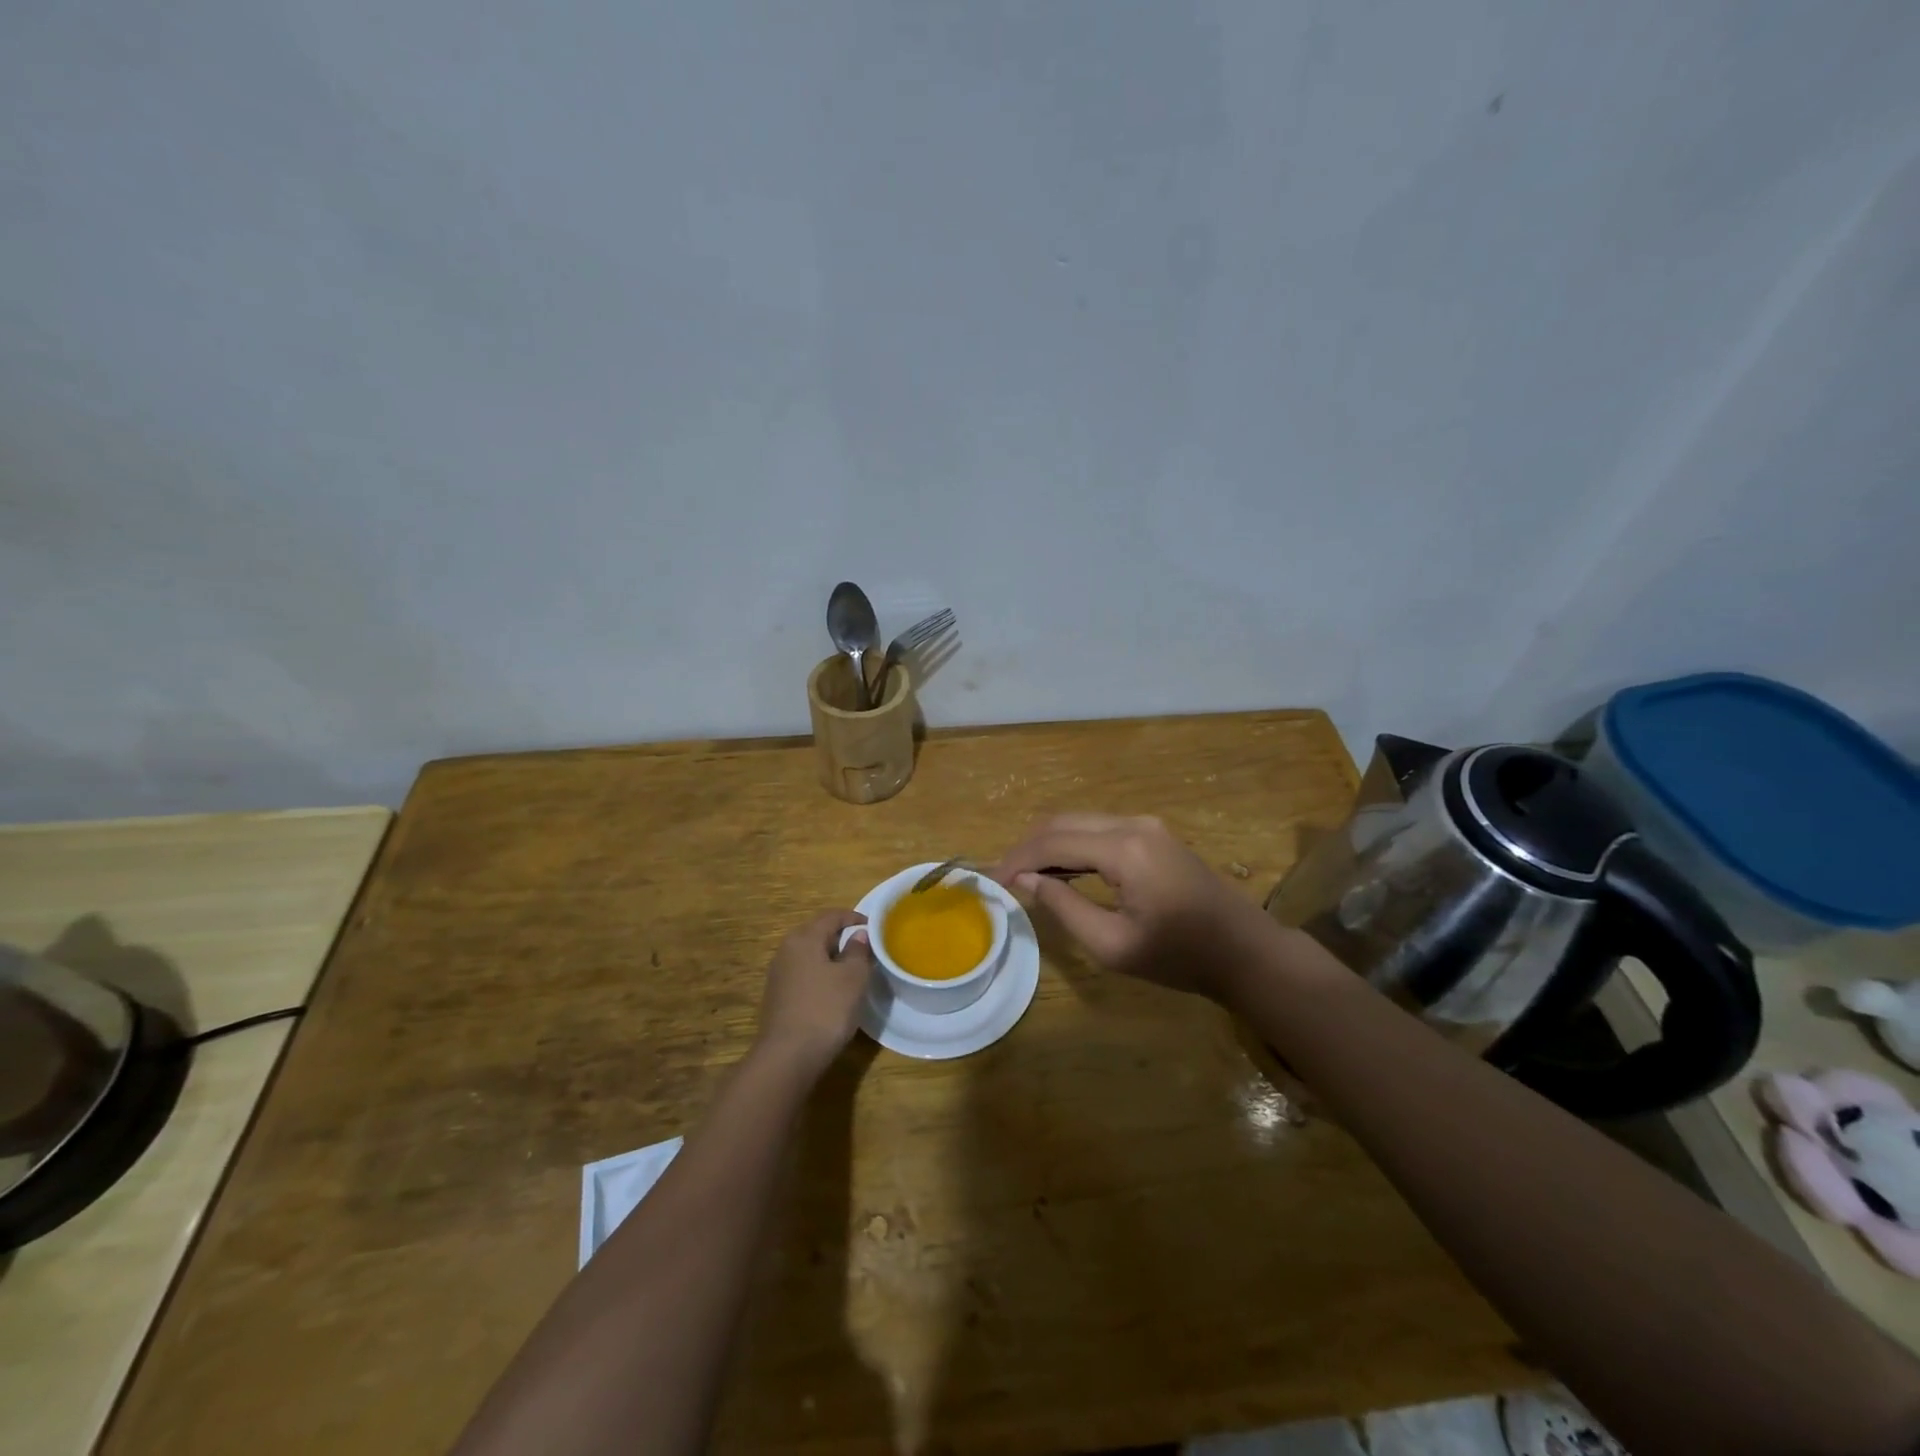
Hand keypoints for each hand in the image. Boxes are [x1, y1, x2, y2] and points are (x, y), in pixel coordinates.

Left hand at [753, 910, 874, 1077]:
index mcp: (804, 939)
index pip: (831, 916)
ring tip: (851, 970)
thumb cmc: (826, 1009)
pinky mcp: (777, 997)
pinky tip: (832, 992)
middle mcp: (786, 950)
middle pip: (816, 933)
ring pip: (808, 955)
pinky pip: (802, 974)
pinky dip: (819, 974)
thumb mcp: (853, 978)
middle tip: (864, 948)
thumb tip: (858, 936)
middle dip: (841, 936)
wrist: (787, 1057)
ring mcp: (778, 974)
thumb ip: (858, 952)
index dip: (854, 918)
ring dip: (830, 957)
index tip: (873, 927)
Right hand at [992, 814, 1274, 1000]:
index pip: (1054, 843)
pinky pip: (1099, 830)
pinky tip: (1059, 870)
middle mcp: (1133, 824)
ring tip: (1025, 876)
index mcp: (1124, 849)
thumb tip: (1028, 882)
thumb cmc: (1180, 957)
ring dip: (1049, 844)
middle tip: (1003, 876)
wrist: (1245, 951)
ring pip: (1080, 822)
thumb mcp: (1114, 945)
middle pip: (1063, 823)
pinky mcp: (1153, 834)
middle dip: (1028, 847)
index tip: (991, 881)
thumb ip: (1065, 908)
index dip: (1018, 860)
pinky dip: (1072, 845)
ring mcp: (1146, 825)